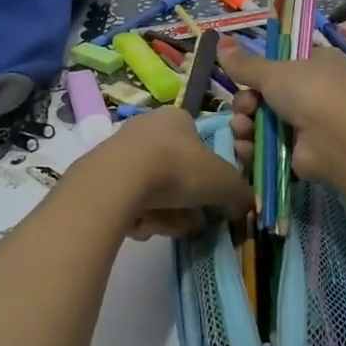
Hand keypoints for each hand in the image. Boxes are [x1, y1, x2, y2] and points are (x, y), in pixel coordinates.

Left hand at [77, 105, 254, 239]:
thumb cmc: (178, 168)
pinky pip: (130, 202)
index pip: (200, 145)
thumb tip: (244, 208)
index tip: (213, 199)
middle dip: (187, 203)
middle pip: (177, 173)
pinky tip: (141, 224)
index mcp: (177, 118)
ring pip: (155, 192)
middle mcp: (147, 128)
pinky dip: (140, 216)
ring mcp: (121, 152)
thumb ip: (240, 194)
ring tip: (167, 226)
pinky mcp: (101, 177)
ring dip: (166, 214)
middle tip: (193, 221)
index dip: (210, 176)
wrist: (119, 180)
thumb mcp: (224, 182)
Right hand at [217, 37, 345, 184]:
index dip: (258, 72)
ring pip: (261, 122)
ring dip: (245, 125)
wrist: (337, 140)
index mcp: (316, 64)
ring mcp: (306, 125)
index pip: (281, 64)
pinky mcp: (298, 153)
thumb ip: (245, 63)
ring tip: (243, 128)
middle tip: (246, 107)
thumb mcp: (273, 71)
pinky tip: (245, 146)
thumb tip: (220, 40)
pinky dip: (253, 147)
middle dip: (246, 102)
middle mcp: (313, 93)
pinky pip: (266, 147)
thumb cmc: (310, 92)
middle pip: (264, 96)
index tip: (242, 76)